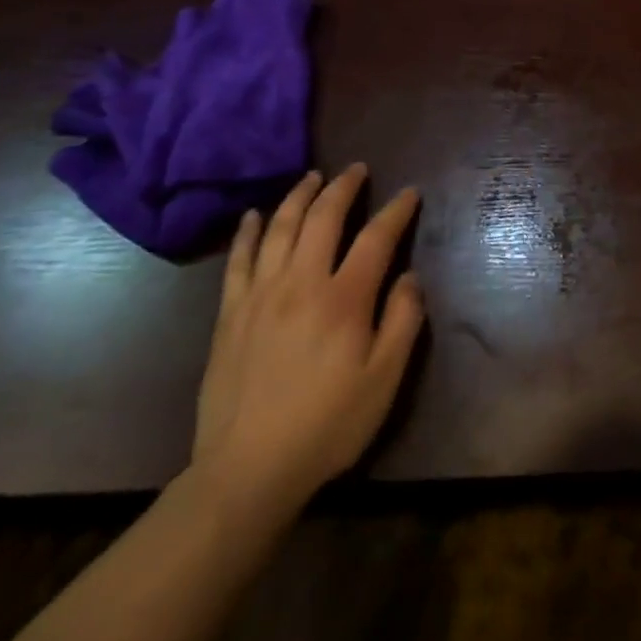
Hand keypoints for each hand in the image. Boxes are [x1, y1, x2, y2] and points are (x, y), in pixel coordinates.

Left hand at [191, 164, 424, 525]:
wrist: (247, 470)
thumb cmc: (327, 425)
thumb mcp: (384, 380)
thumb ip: (403, 321)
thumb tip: (409, 277)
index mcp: (344, 299)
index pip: (375, 238)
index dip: (396, 211)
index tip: (409, 193)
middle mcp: (301, 283)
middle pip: (323, 218)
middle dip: (343, 187)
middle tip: (357, 169)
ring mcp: (260, 295)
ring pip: (280, 228)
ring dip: (299, 196)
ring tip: (313, 176)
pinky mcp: (230, 314)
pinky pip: (238, 260)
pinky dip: (249, 232)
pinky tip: (255, 214)